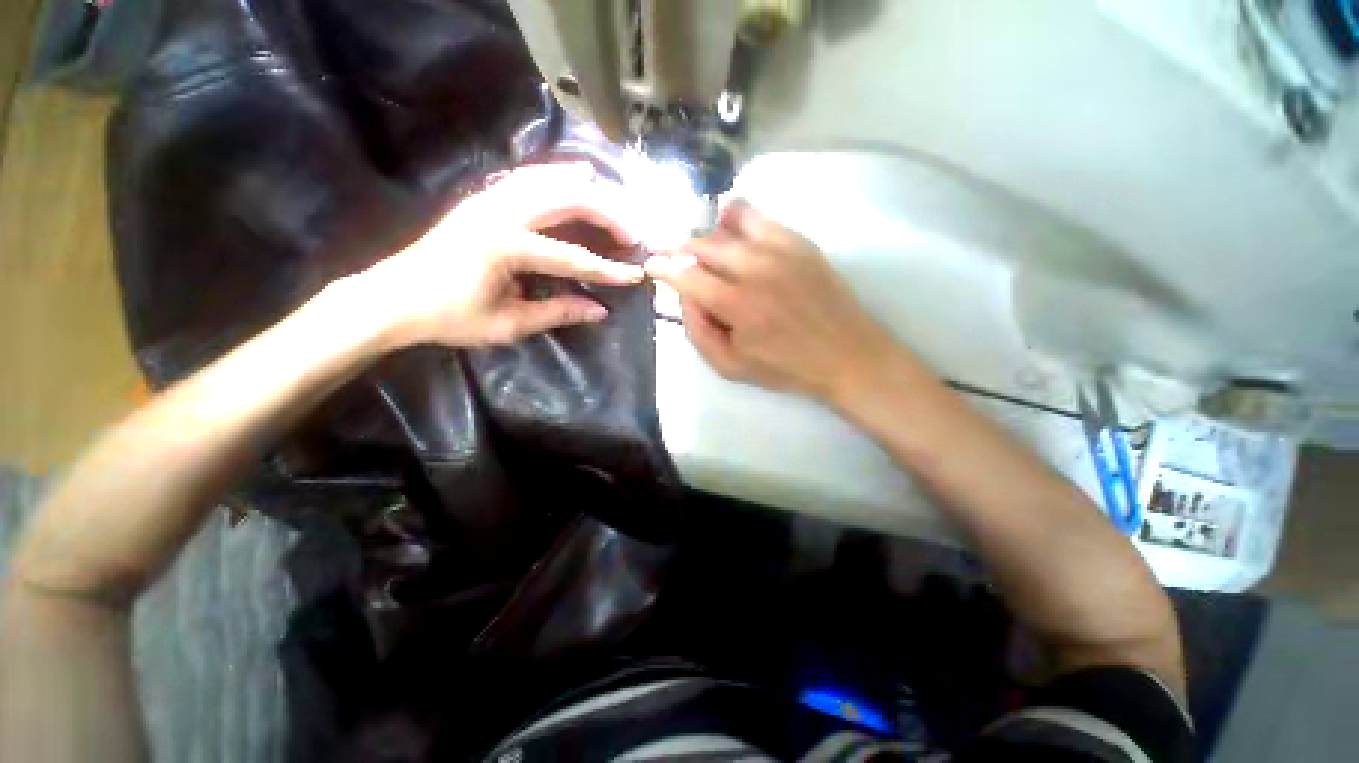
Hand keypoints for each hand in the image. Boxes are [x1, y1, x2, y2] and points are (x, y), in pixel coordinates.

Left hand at [357, 163, 644, 348]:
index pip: (571, 256)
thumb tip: (600, 310)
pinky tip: (575, 179)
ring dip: (586, 188)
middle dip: (606, 213)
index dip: (607, 269)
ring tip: (614, 201)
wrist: (395, 297)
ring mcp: (489, 198)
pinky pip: (528, 177)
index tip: (635, 275)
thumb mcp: (508, 324)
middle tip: (631, 233)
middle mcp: (499, 211)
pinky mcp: (483, 198)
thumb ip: (557, 312)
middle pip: (566, 198)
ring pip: (549, 178)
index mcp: (504, 247)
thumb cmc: (450, 317)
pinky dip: (557, 177)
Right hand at [645, 200, 894, 402]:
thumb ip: (699, 330)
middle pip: (705, 246)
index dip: (662, 268)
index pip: (686, 275)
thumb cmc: (786, 368)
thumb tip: (685, 296)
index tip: (651, 265)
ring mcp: (781, 250)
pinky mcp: (800, 243)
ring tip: (709, 250)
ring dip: (711, 235)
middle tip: (679, 262)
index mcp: (737, 304)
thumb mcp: (731, 366)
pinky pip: (761, 218)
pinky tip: (736, 231)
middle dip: (683, 252)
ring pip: (731, 222)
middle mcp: (756, 268)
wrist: (848, 356)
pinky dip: (740, 219)